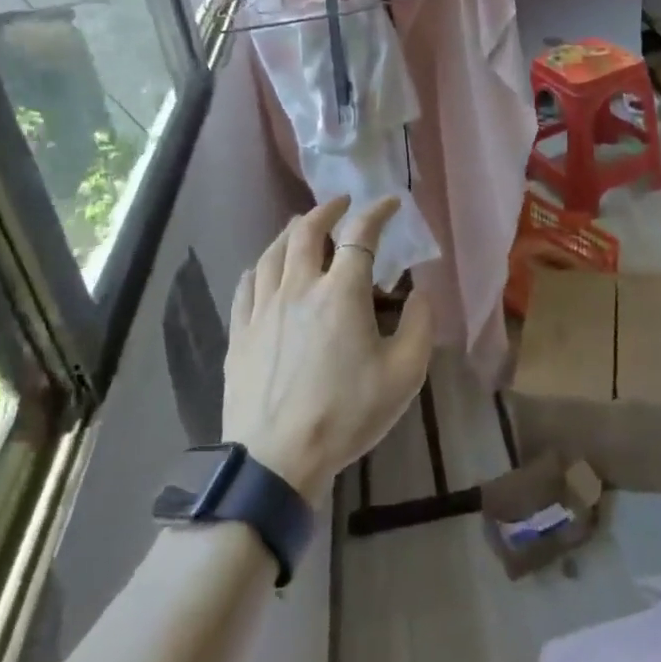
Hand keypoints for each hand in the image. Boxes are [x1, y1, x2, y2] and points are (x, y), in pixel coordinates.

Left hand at [223, 195, 434, 507]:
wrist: (277, 458)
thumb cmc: (347, 414)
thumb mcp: (404, 375)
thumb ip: (420, 325)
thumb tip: (419, 292)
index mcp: (341, 293)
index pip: (360, 235)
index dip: (377, 212)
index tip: (391, 202)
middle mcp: (299, 287)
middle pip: (307, 231)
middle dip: (327, 210)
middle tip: (341, 203)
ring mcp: (263, 308)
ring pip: (273, 252)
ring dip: (291, 231)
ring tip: (302, 226)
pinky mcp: (240, 332)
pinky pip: (248, 284)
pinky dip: (262, 265)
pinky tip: (265, 268)